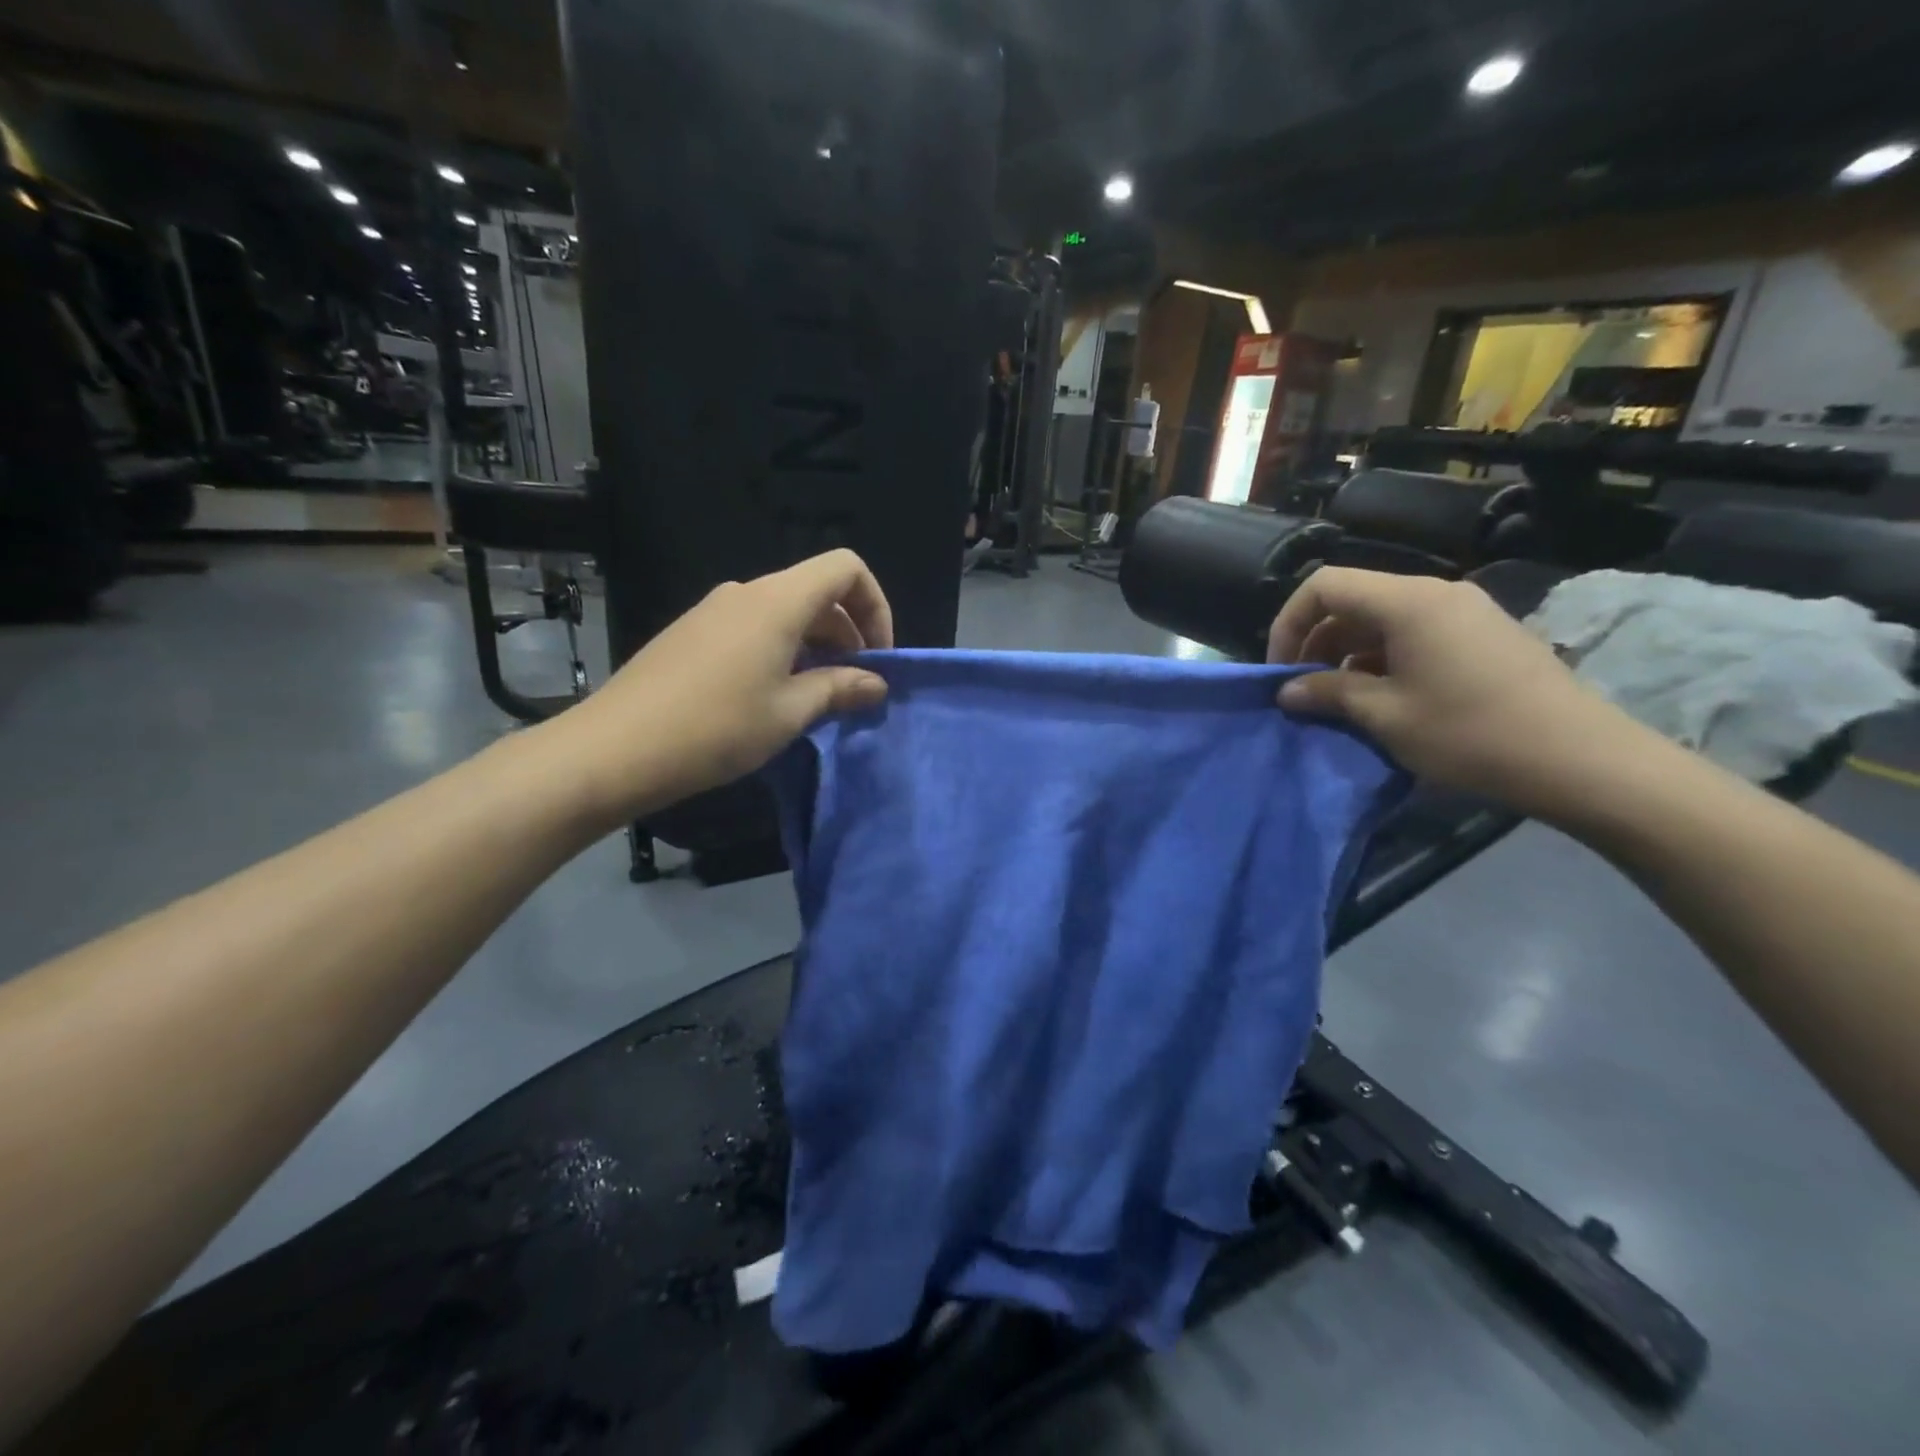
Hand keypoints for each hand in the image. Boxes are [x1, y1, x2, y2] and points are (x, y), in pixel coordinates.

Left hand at [549, 550, 893, 825]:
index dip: (875, 606)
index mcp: (778, 601)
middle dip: (847, 633)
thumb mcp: (790, 713)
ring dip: (814, 646)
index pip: (845, 568)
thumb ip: (840, 689)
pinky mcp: (691, 633)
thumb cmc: (716, 728)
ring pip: (784, 612)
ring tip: (815, 698)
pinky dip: (780, 651)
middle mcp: (746, 593)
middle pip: (816, 591)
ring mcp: (713, 610)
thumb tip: (876, 683)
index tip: (877, 657)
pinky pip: (752, 627)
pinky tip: (770, 697)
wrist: (614, 748)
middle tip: (853, 687)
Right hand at [1268, 568, 1648, 815]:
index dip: (1289, 622)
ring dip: (1348, 654)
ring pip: (1382, 619)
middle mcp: (1435, 593)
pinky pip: (1414, 633)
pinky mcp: (1483, 635)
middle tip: (1304, 690)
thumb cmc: (1469, 733)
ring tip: (1339, 700)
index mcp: (1407, 601)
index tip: (1280, 670)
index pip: (1324, 586)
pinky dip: (1383, 658)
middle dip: (1316, 641)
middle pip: (1353, 600)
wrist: (1581, 759)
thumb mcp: (1385, 715)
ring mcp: (1464, 612)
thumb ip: (1328, 693)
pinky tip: (1383, 698)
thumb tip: (1287, 691)